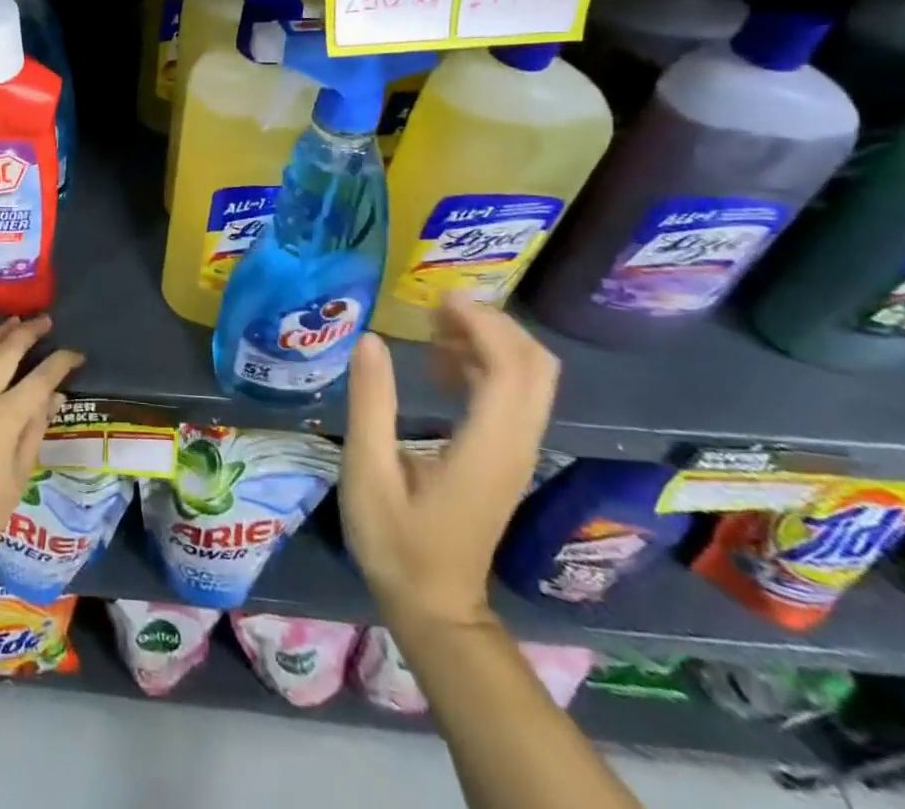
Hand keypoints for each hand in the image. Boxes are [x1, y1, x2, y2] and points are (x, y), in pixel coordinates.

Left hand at [0, 315, 83, 573]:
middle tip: (44, 321)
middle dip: (29, 333)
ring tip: (12, 322)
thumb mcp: (18, 478)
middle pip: (7, 351)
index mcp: (5, 417)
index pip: (41, 378)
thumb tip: (55, 397)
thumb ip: (35, 431)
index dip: (61, 362)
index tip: (75, 355)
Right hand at [339, 294, 558, 628]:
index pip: (511, 368)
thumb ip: (370, 402)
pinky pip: (515, 394)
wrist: (435, 606)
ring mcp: (517, 452)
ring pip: (532, 378)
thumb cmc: (395, 541)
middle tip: (438, 306)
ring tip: (434, 327)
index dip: (483, 323)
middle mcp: (515, 444)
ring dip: (491, 341)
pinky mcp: (507, 457)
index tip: (440, 298)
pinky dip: (487, 363)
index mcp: (487, 446)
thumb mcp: (367, 471)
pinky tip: (441, 364)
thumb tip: (371, 339)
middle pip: (536, 367)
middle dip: (494, 324)